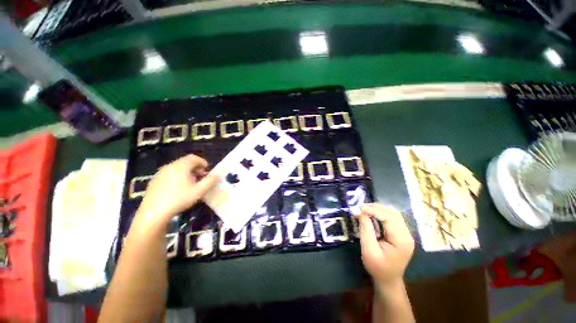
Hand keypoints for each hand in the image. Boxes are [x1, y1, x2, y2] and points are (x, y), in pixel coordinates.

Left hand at [135, 154, 221, 228]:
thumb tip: (219, 174)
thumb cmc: (179, 199)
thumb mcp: (199, 191)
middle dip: (195, 168)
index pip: (193, 157)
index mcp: (181, 166)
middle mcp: (169, 166)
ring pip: (177, 168)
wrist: (154, 212)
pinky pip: (169, 174)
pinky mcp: (154, 181)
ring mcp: (160, 173)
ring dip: (186, 173)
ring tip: (190, 184)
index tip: (207, 171)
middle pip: (185, 162)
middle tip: (200, 178)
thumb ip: (211, 181)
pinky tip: (177, 189)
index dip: (202, 162)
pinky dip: (177, 177)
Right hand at [357, 203, 414, 288]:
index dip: (374, 210)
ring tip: (365, 209)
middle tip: (361, 207)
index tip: (360, 208)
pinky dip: (381, 213)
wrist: (388, 279)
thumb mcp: (369, 250)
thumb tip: (361, 213)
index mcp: (402, 241)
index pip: (389, 218)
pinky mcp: (401, 233)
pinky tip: (372, 213)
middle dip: (376, 207)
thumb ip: (366, 230)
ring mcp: (405, 234)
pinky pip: (392, 218)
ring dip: (379, 208)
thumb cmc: (378, 267)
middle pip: (393, 213)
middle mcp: (407, 235)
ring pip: (394, 213)